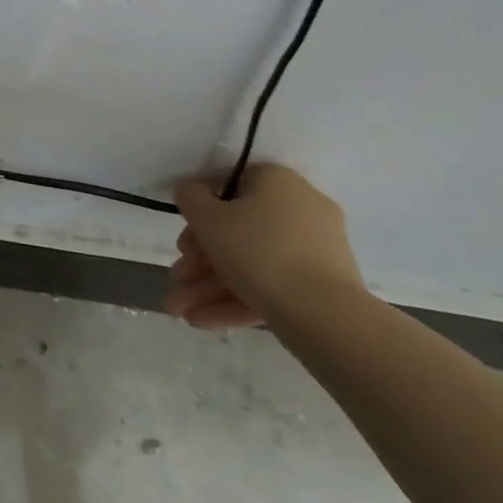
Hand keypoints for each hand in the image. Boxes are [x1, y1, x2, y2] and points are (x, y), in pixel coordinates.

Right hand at [164, 163, 363, 328]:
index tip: (183, 243)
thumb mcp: (207, 218)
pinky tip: (203, 320)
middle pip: (238, 231)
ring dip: (212, 286)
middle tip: (178, 280)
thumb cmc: (258, 251)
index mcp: (278, 181)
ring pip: (253, 263)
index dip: (200, 215)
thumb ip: (190, 197)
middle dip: (201, 261)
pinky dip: (239, 299)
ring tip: (181, 312)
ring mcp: (316, 250)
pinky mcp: (323, 287)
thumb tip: (190, 191)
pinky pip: (274, 285)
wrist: (325, 315)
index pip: (229, 187)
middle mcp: (301, 208)